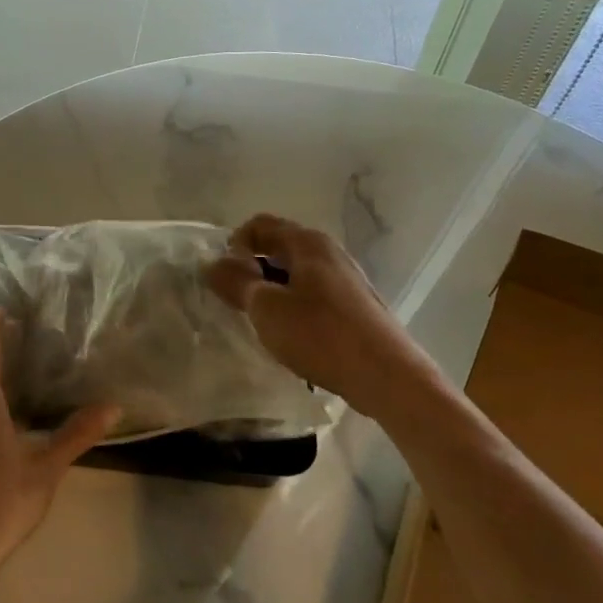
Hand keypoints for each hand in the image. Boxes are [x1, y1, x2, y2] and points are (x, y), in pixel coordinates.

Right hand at [205, 213, 414, 405]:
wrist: (389, 378)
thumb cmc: (321, 335)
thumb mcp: (267, 309)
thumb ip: (236, 282)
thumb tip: (212, 264)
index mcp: (307, 243)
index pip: (259, 225)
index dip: (234, 246)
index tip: (226, 280)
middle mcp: (329, 252)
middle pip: (279, 246)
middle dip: (252, 269)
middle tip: (238, 302)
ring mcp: (347, 278)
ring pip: (296, 272)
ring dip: (272, 289)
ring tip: (262, 321)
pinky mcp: (356, 305)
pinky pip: (314, 293)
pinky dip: (294, 304)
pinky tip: (293, 335)